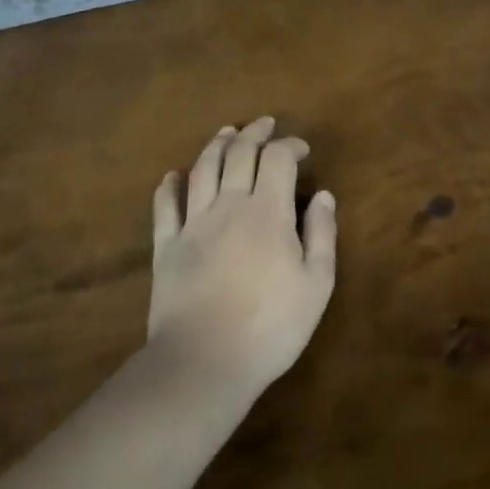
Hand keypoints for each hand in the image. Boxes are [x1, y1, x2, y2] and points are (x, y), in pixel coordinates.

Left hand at [146, 117, 337, 394]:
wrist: (203, 364)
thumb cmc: (271, 326)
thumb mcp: (316, 283)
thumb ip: (322, 233)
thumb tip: (324, 195)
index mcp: (269, 211)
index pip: (278, 158)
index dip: (290, 145)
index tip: (302, 150)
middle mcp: (229, 205)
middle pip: (239, 153)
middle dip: (254, 133)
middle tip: (265, 124)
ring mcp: (193, 224)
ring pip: (202, 170)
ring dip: (216, 146)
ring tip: (226, 133)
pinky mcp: (165, 247)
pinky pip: (165, 207)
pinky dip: (169, 186)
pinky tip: (173, 176)